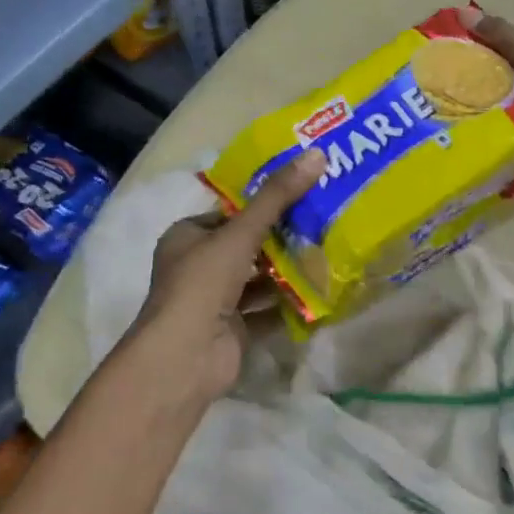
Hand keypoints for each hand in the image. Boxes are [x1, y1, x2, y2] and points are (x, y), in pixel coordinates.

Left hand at [127, 152, 323, 404]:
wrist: (185, 358)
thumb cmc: (203, 284)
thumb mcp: (241, 233)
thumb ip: (278, 197)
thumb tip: (316, 154)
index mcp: (187, 237)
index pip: (230, 213)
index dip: (263, 204)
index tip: (302, 194)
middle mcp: (197, 267)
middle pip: (246, 246)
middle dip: (281, 238)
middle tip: (323, 220)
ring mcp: (214, 301)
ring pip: (257, 279)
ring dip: (287, 271)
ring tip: (328, 252)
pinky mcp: (232, 330)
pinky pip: (266, 310)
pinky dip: (288, 303)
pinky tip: (320, 292)